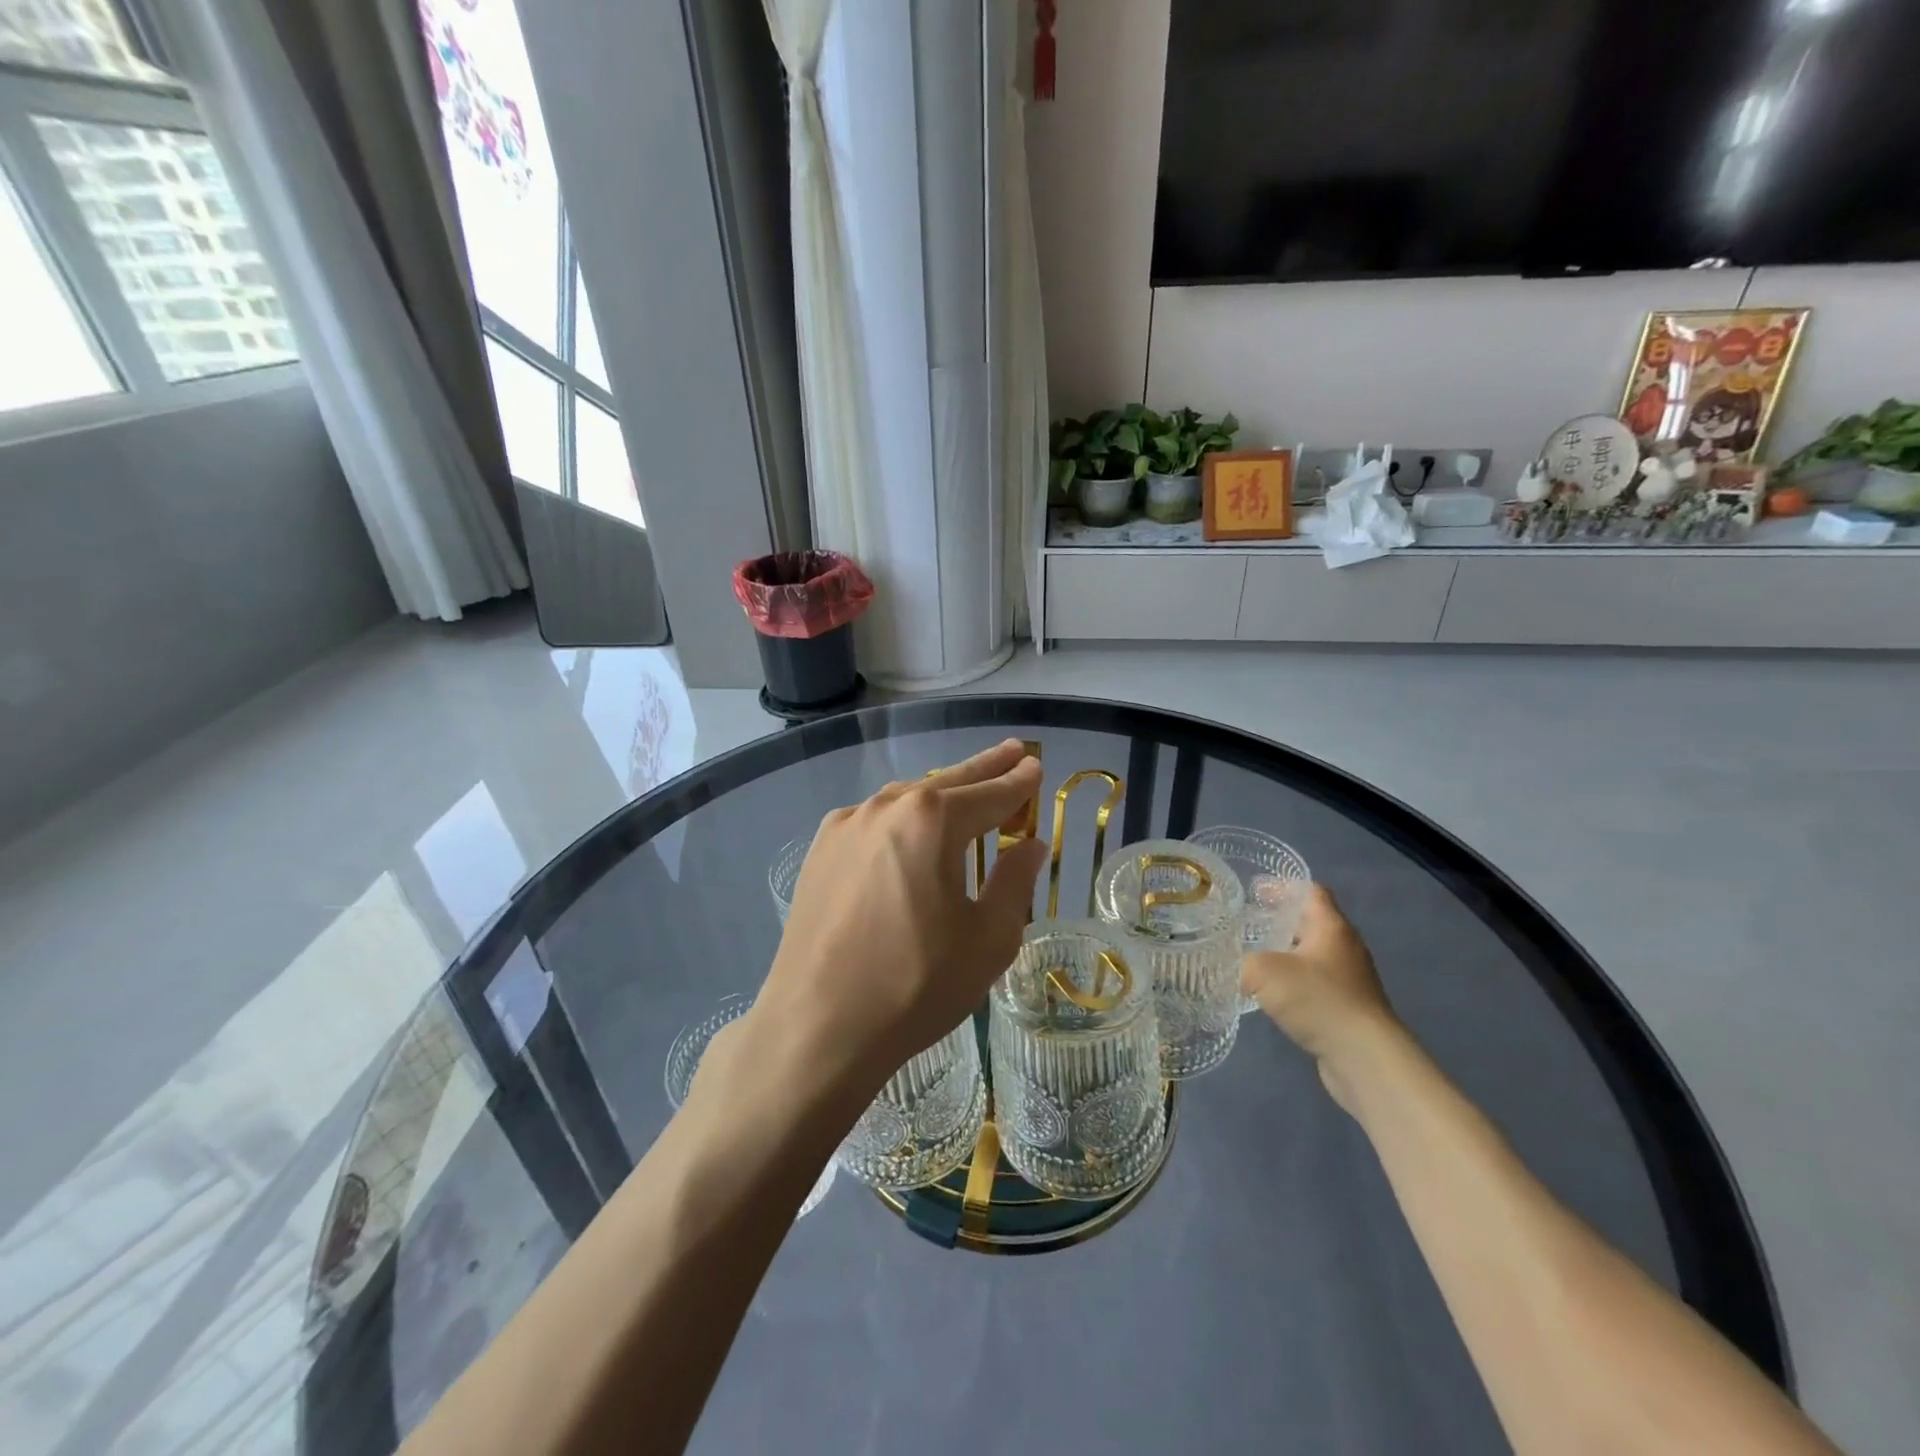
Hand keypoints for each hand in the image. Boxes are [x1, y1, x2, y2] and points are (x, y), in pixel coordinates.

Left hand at [747, 740, 1047, 1106]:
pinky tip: (910, 828)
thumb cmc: (914, 985)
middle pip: (946, 781)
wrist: (816, 1026)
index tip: (1035, 766)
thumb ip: (1014, 883)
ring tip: (966, 788)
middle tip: (1013, 751)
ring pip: (906, 798)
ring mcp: (845, 826)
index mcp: (931, 820)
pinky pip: (874, 820)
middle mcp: (885, 807)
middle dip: (984, 767)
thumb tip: (1030, 846)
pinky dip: (903, 816)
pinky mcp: (820, 851)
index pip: (989, 794)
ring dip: (940, 792)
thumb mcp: (987, 939)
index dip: (1018, 783)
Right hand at [1241, 885, 1398, 1109]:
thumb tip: (1245, 972)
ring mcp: (1351, 980)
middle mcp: (1345, 948)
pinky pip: (1318, 986)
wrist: (1364, 1057)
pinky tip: (1274, 996)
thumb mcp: (1264, 971)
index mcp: (1331, 927)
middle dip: (1281, 922)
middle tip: (1248, 925)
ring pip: (1314, 957)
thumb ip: (1246, 963)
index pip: (1311, 891)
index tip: (1256, 891)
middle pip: (1312, 924)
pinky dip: (1296, 985)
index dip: (1284, 887)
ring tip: (1256, 960)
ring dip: (1288, 956)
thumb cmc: (1317, 999)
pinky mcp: (1349, 1009)